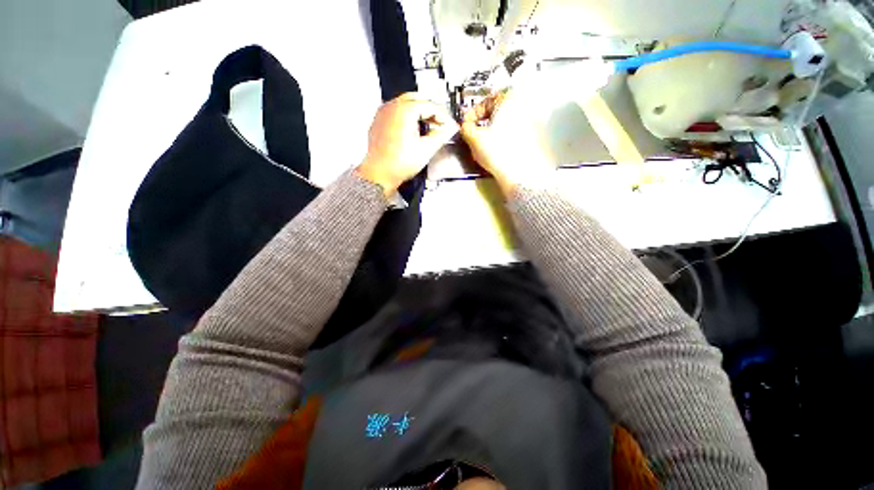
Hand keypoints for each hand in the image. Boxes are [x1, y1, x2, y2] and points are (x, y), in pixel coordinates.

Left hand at [357, 93, 457, 195]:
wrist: (380, 174)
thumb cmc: (397, 164)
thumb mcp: (426, 150)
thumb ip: (441, 136)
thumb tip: (449, 129)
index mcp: (405, 110)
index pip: (430, 105)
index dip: (443, 116)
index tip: (448, 125)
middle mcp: (392, 107)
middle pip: (417, 99)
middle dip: (431, 110)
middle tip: (440, 123)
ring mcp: (383, 113)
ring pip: (406, 104)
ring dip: (419, 112)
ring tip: (428, 127)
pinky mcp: (379, 122)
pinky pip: (395, 112)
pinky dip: (407, 117)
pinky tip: (413, 130)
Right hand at [460, 90, 554, 194]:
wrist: (522, 173)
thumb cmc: (501, 153)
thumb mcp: (474, 139)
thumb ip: (466, 128)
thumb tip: (465, 126)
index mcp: (510, 98)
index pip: (485, 100)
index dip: (472, 114)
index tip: (467, 124)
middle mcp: (524, 105)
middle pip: (498, 111)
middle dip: (484, 122)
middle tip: (475, 134)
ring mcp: (532, 121)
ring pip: (507, 123)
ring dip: (494, 131)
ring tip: (486, 145)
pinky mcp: (536, 137)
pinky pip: (515, 133)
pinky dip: (505, 139)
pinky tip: (499, 151)